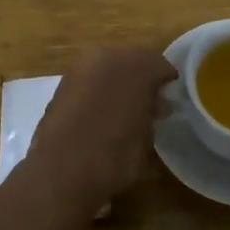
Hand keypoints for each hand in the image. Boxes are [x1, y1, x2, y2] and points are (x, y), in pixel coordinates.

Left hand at [26, 48, 177, 207]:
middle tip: (149, 103)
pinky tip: (99, 113)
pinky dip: (97, 90)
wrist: (60, 172)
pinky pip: (89, 80)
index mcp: (135, 67)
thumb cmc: (114, 157)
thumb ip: (153, 113)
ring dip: (117, 82)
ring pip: (107, 67)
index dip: (167, 81)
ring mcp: (80, 69)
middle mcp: (106, 58)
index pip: (159, 64)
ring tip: (123, 109)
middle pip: (132, 60)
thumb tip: (157, 104)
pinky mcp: (61, 84)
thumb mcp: (146, 138)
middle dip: (141, 78)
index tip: (170, 98)